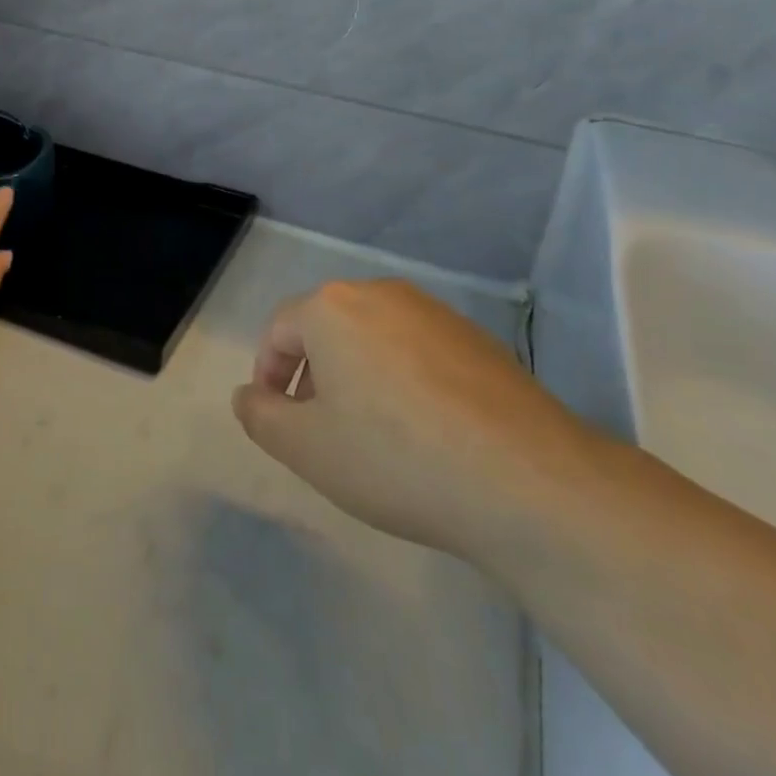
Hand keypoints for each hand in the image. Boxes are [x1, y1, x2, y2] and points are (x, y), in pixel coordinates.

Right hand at [231, 280, 596, 563]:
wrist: (526, 481)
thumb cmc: (394, 456)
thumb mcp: (305, 447)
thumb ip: (260, 415)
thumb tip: (249, 394)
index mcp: (333, 307)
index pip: (279, 330)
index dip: (268, 375)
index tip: (278, 420)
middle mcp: (382, 294)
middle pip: (327, 329)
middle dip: (314, 375)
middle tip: (322, 430)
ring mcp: (436, 313)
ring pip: (374, 339)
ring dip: (358, 377)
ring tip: (374, 434)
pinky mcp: (479, 339)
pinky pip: (418, 352)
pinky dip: (404, 382)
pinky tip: (425, 433)